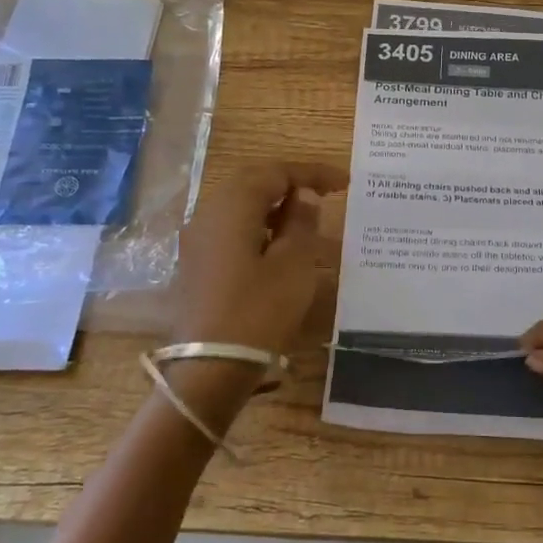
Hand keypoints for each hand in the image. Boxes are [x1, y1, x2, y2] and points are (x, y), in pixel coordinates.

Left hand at [172, 160, 347, 350]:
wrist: (209, 369)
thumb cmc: (258, 311)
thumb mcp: (293, 264)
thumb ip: (301, 222)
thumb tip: (303, 197)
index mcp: (232, 206)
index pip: (276, 173)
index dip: (312, 173)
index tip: (345, 183)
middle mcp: (209, 214)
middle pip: (253, 184)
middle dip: (291, 184)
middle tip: (325, 194)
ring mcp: (198, 240)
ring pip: (241, 207)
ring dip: (275, 207)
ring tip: (307, 220)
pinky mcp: (197, 265)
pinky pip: (232, 230)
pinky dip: (260, 228)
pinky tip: (280, 247)